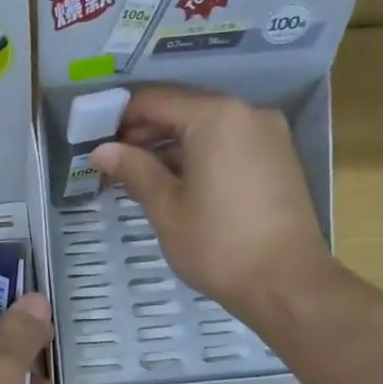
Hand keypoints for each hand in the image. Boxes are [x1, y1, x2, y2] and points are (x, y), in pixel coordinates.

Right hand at [92, 85, 333, 323]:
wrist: (287, 283)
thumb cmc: (219, 244)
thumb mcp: (166, 209)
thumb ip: (134, 170)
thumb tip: (102, 150)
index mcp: (215, 117)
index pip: (154, 100)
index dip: (119, 118)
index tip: (94, 141)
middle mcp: (246, 112)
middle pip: (183, 109)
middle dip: (145, 132)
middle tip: (113, 163)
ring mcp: (267, 133)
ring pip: (206, 126)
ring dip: (171, 145)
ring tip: (139, 176)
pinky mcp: (277, 157)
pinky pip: (228, 142)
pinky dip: (198, 154)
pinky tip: (176, 182)